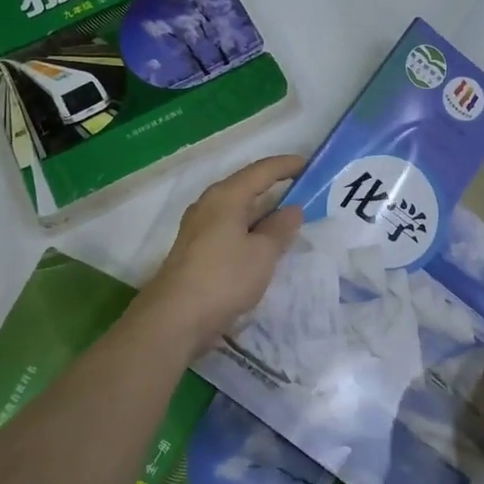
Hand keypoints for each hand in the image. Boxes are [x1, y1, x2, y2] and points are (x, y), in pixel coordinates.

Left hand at [133, 155, 306, 352]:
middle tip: (305, 195)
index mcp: (226, 196)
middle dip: (275, 190)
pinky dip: (250, 232)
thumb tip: (292, 209)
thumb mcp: (262, 253)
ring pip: (237, 212)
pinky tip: (263, 247)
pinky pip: (230, 230)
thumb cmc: (224, 278)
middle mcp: (209, 205)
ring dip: (262, 215)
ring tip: (289, 223)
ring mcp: (199, 228)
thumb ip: (280, 229)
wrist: (175, 318)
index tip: (309, 166)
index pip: (261, 170)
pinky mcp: (196, 251)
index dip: (286, 166)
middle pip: (246, 188)